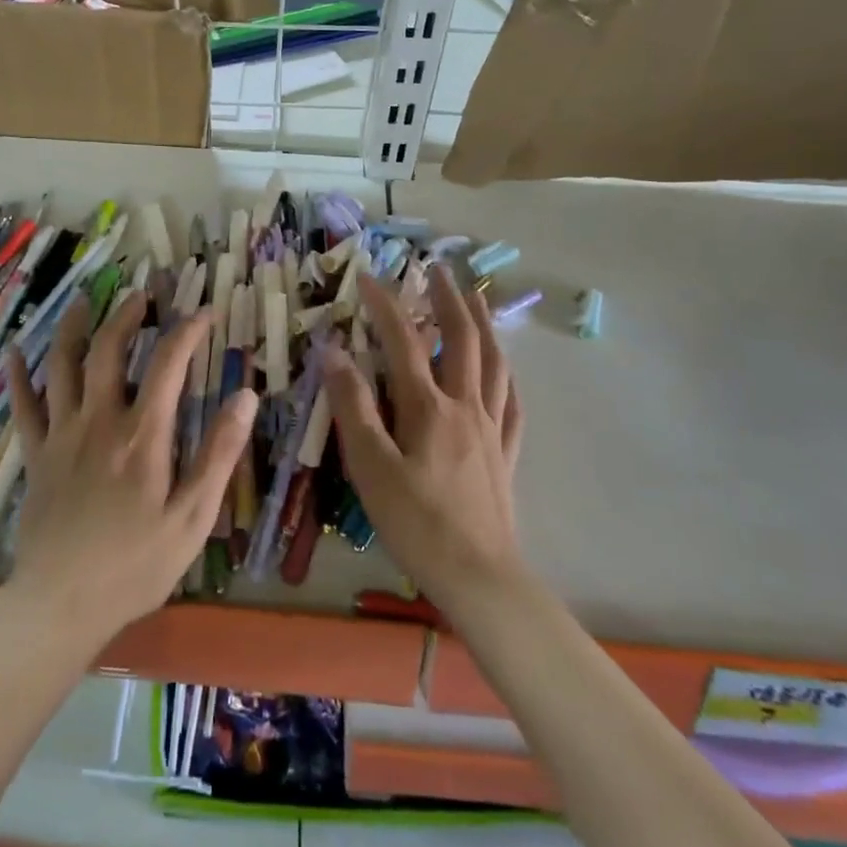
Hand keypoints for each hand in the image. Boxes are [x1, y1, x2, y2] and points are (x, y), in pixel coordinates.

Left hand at [3, 291, 256, 651]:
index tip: (205, 312)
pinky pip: (24, 406)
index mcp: (142, 435)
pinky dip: (20, 376)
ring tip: (82, 302)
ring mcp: (61, 435)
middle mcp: (99, 421)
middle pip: (108, 350)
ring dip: (73, 328)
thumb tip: (246, 395)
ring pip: (62, 366)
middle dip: (126, 315)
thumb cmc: (136, 565)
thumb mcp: (193, 517)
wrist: (62, 604)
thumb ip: (220, 453)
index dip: (188, 331)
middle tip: (140, 295)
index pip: (169, 364)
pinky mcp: (35, 456)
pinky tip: (16, 353)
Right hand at [323, 267, 525, 615]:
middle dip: (449, 299)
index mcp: (429, 407)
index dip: (385, 305)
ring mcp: (491, 429)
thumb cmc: (416, 523)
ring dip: (484, 325)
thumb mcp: (371, 466)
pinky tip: (505, 370)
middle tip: (440, 269)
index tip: (368, 276)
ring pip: (494, 364)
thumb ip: (353, 406)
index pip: (404, 341)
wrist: (479, 577)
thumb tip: (334, 352)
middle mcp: (465, 407)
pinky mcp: (505, 454)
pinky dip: (507, 376)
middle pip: (462, 340)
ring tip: (478, 299)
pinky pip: (512, 404)